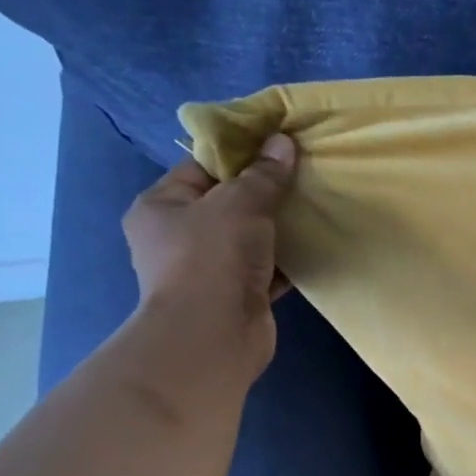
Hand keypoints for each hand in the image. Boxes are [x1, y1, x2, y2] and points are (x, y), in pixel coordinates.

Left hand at [121, 134, 298, 381]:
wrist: (214, 334)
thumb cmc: (212, 257)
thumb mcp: (240, 203)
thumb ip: (264, 175)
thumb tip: (282, 142)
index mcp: (160, 206)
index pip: (200, 169)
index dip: (238, 157)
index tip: (276, 149)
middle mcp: (177, 238)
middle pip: (226, 205)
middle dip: (263, 194)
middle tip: (301, 178)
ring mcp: (207, 271)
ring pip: (249, 240)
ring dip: (278, 230)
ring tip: (314, 210)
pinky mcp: (236, 297)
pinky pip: (266, 270)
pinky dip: (287, 261)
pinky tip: (315, 248)